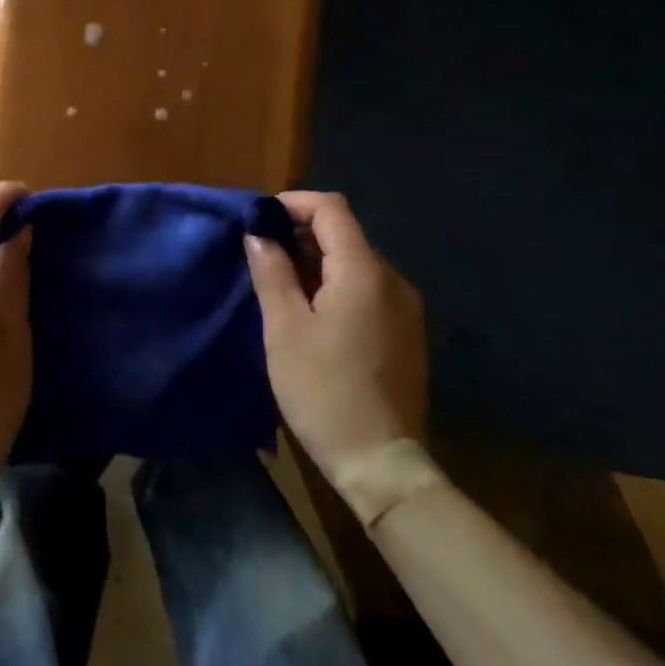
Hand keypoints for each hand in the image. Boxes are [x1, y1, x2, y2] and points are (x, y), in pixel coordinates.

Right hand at [245, 191, 428, 488]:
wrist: (380, 462)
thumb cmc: (323, 390)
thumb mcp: (284, 329)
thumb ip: (272, 272)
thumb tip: (258, 234)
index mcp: (364, 273)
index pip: (332, 210)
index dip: (294, 203)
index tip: (259, 219)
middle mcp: (393, 280)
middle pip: (345, 234)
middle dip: (301, 234)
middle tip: (261, 255)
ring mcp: (405, 308)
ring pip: (356, 263)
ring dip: (317, 262)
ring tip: (280, 285)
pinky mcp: (406, 333)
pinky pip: (368, 290)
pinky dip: (336, 285)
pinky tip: (312, 313)